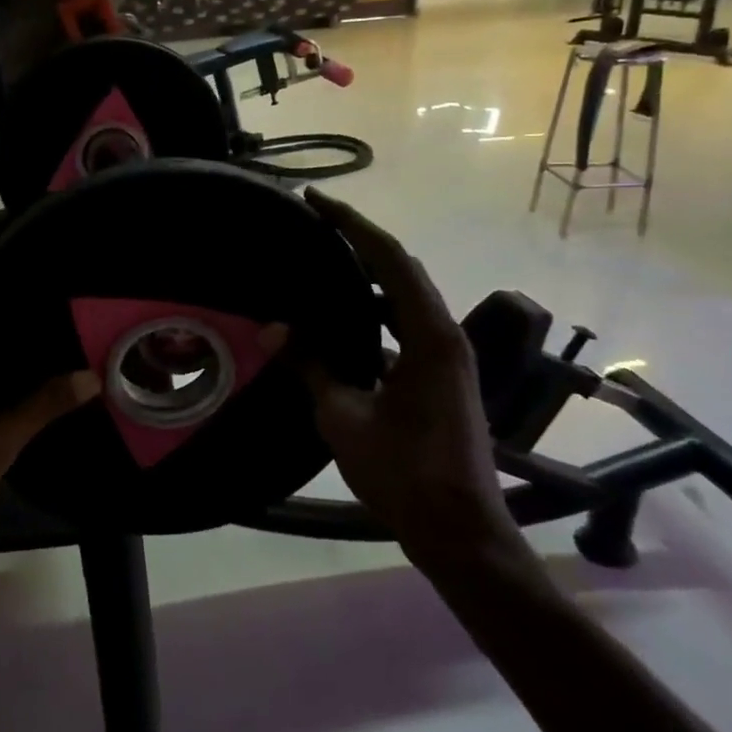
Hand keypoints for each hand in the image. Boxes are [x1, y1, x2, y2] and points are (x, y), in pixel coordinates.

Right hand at [299, 189, 522, 576]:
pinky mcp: (439, 379)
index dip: (352, 225)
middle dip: (360, 240)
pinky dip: (373, 312)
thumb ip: (311, 366)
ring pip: (405, 299)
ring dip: (369, 276)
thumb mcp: (344, 416)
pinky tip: (341, 322)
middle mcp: (444, 336)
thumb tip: (272, 328)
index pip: (390, 259)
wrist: (459, 532)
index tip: (316, 200)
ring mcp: (445, 359)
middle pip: (402, 270)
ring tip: (324, 261)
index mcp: (429, 335)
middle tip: (316, 221)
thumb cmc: (404, 472)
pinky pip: (403, 327)